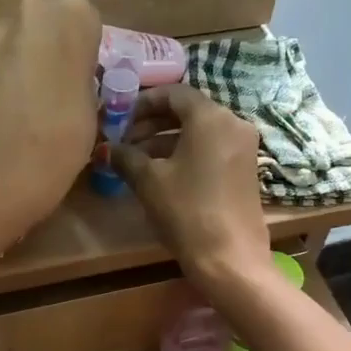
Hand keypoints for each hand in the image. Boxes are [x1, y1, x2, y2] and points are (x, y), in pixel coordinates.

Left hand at [0, 0, 103, 227]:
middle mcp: (31, 9)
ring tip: (22, 104)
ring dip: (19, 61)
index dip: (81, 51)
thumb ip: (78, 73)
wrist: (4, 168)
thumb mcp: (91, 102)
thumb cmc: (65, 136)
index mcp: (74, 14)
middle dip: (46, 47)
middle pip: (44, 22)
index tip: (79, 78)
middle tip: (51, 88)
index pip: (83, 21)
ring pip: (14, 40)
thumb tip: (65, 75)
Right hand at [115, 85, 270, 291]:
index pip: (174, 93)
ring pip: (199, 133)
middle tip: (125, 141)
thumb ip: (126, 158)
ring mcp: (243, 148)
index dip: (143, 103)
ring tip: (136, 162)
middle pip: (188, 112)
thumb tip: (105, 149)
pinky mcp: (245, 171)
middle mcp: (233, 124)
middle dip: (153, 124)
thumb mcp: (149, 181)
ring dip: (166, 142)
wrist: (229, 258)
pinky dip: (186, 155)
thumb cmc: (187, 211)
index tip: (120, 118)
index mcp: (211, 117)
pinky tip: (162, 176)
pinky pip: (211, 150)